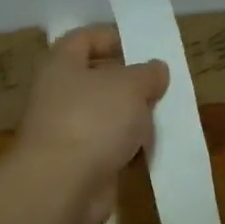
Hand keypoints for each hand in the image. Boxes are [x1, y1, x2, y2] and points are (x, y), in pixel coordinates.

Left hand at [15, 26, 168, 223]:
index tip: (143, 46)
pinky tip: (153, 148)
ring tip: (165, 116)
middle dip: (130, 82)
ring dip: (133, 118)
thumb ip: (147, 73)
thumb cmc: (93, 119)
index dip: (111, 37)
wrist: (63, 186)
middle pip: (97, 79)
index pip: (83, 39)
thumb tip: (156, 69)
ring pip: (106, 116)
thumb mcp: (130, 85)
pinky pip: (109, 147)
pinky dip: (129, 148)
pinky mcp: (79, 164)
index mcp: (61, 65)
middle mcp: (59, 95)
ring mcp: (67, 132)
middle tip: (161, 84)